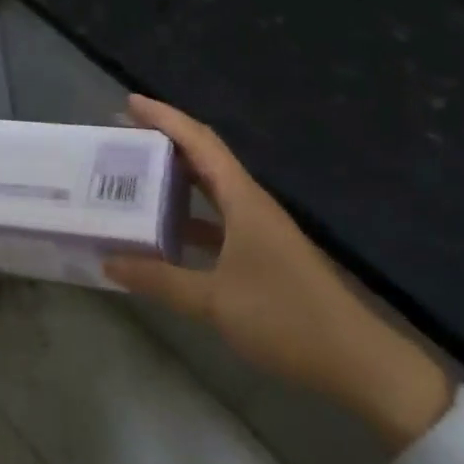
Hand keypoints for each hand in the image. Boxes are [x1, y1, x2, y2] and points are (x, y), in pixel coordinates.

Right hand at [104, 96, 449, 448]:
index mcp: (242, 198)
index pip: (199, 141)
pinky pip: (217, 217)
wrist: (355, 361)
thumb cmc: (285, 318)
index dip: (165, 117)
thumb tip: (108, 261)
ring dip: (176, 175)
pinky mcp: (262, 251)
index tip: (130, 102)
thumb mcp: (215, 301)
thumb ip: (160, 280)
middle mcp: (250, 202)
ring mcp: (258, 227)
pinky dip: (189, 214)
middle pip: (204, 155)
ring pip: (210, 186)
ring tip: (137, 173)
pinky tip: (166, 230)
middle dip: (165, 138)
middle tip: (123, 134)